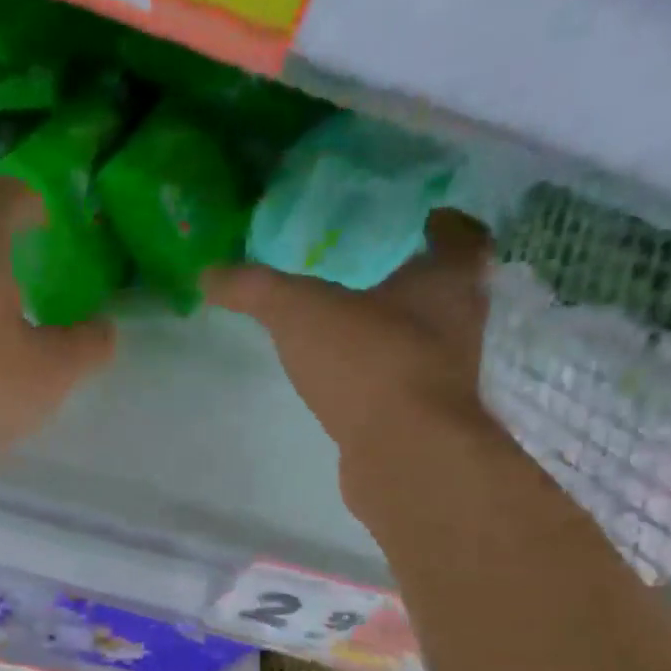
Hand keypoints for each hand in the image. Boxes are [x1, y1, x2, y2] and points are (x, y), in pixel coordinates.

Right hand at [207, 208, 495, 461]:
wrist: (404, 452)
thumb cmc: (368, 360)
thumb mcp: (299, 311)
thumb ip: (255, 289)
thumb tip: (208, 274)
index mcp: (447, 283)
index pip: (462, 239)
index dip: (447, 226)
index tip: (428, 218)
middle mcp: (459, 325)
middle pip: (450, 291)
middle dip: (419, 279)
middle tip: (380, 268)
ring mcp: (445, 377)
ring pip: (428, 340)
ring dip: (400, 330)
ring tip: (357, 324)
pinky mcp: (424, 419)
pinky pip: (403, 384)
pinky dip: (382, 376)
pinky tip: (349, 379)